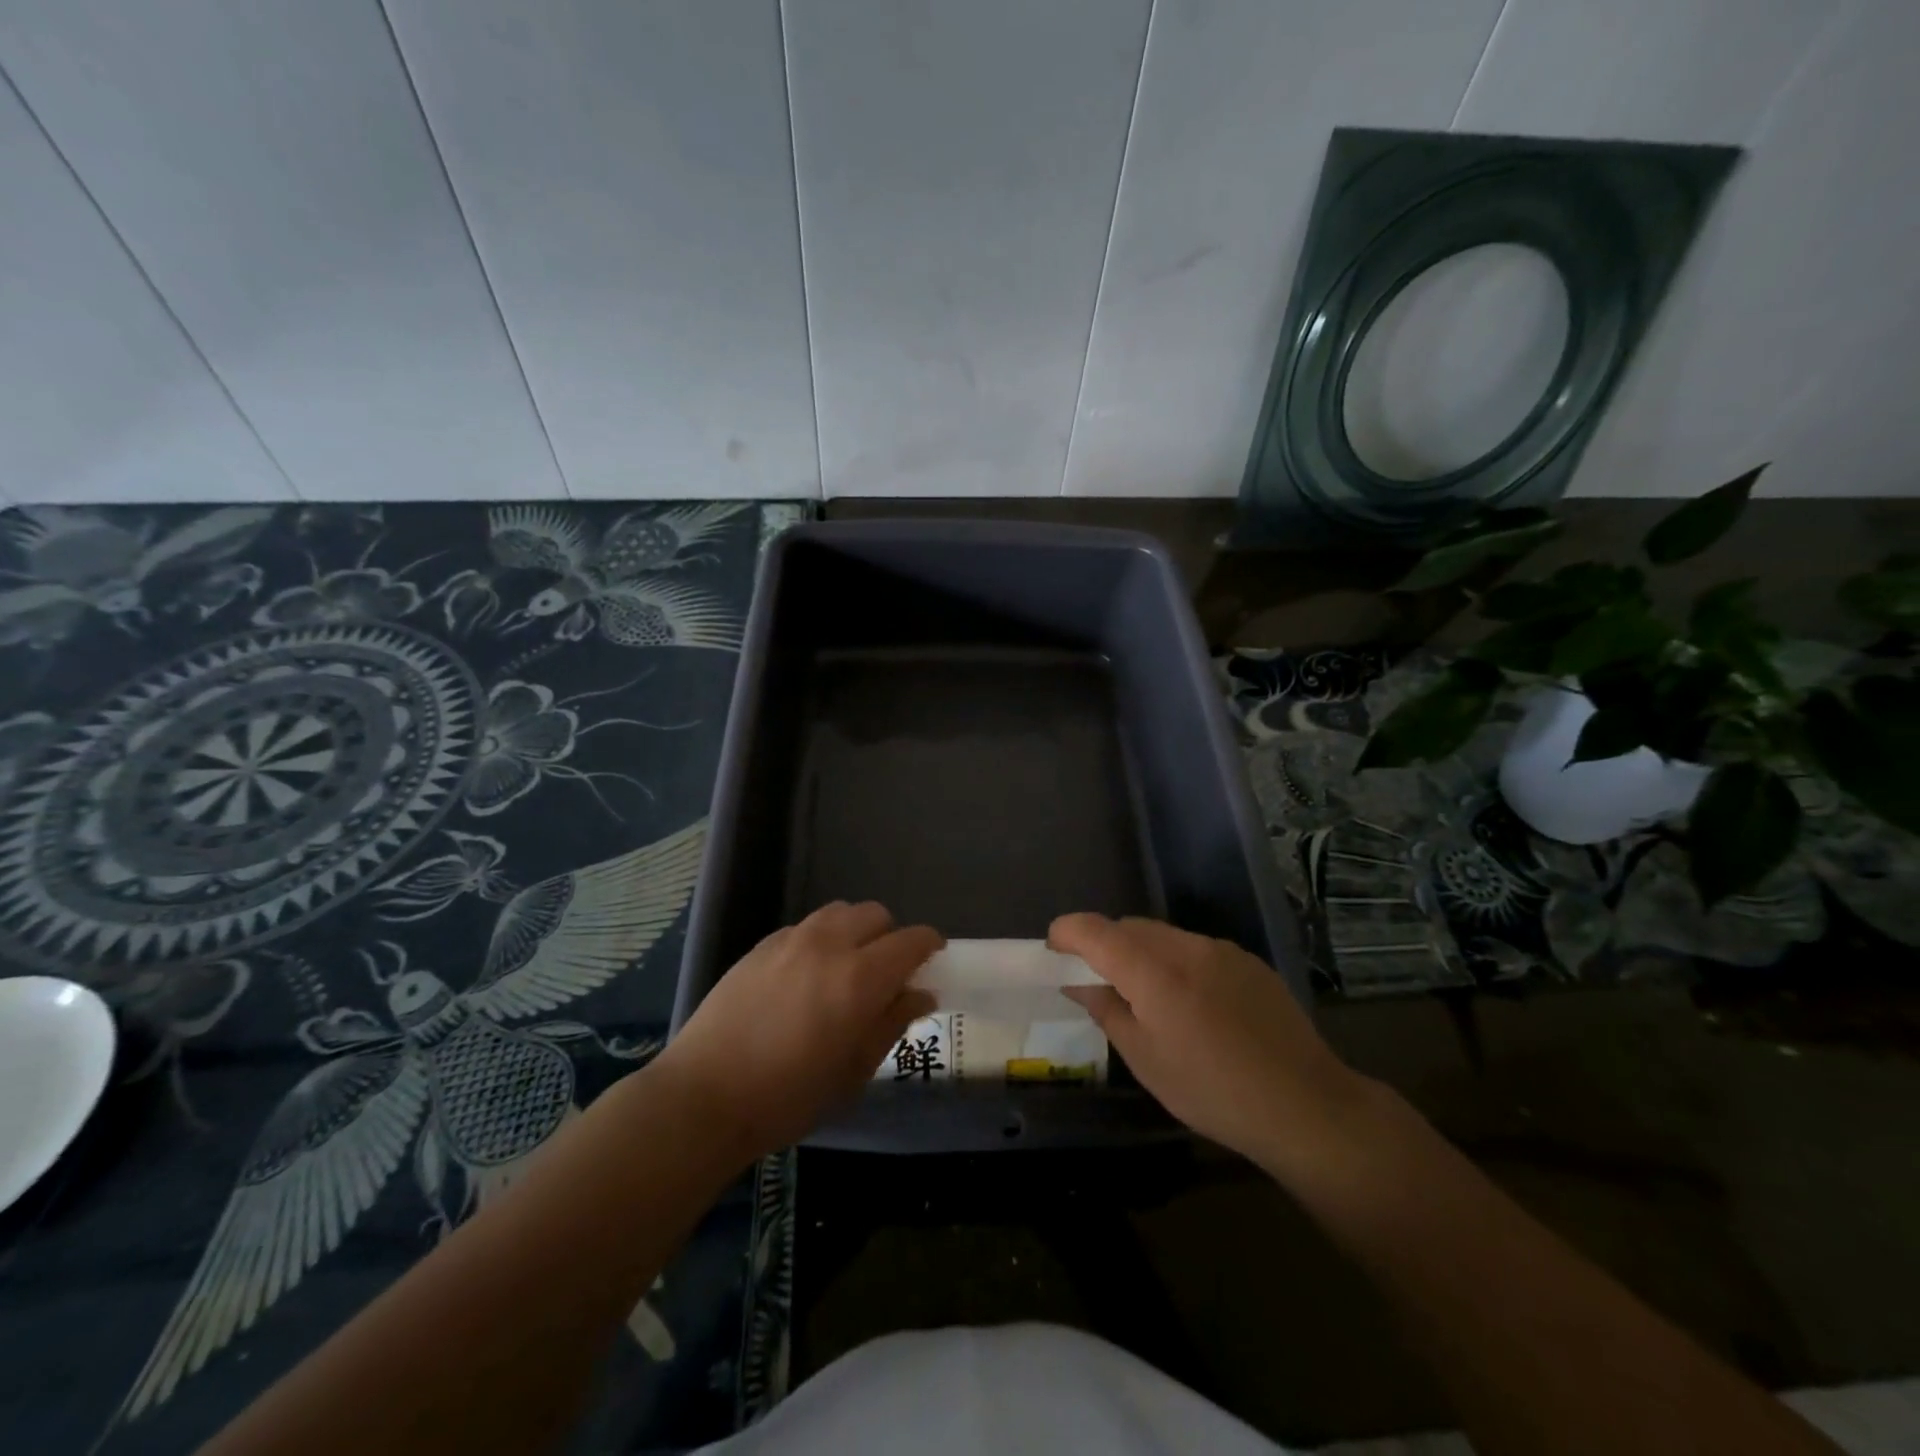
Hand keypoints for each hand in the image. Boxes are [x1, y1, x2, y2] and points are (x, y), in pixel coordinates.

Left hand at [649, 902, 939, 1165]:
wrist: (705, 1096)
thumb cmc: (789, 1096)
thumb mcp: (854, 1071)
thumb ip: (892, 1022)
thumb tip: (921, 993)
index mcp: (861, 978)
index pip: (912, 940)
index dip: (929, 946)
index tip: (932, 961)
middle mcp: (830, 945)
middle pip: (877, 915)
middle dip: (891, 937)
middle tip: (885, 974)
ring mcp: (791, 939)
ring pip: (840, 912)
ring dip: (855, 931)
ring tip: (845, 968)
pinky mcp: (762, 945)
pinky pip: (806, 926)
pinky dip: (821, 939)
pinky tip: (805, 976)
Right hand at [1050, 913, 1375, 1181]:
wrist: (1305, 1105)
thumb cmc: (1213, 1091)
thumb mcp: (1146, 1061)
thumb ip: (1107, 1011)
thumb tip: (1082, 984)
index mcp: (1154, 972)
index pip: (1096, 930)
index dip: (1067, 931)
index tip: (1053, 947)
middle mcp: (1186, 947)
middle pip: (1130, 927)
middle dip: (1104, 944)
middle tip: (1096, 979)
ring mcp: (1222, 950)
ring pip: (1164, 936)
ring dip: (1142, 952)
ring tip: (1146, 996)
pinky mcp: (1248, 961)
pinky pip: (1196, 948)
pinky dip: (1176, 962)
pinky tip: (1192, 1003)